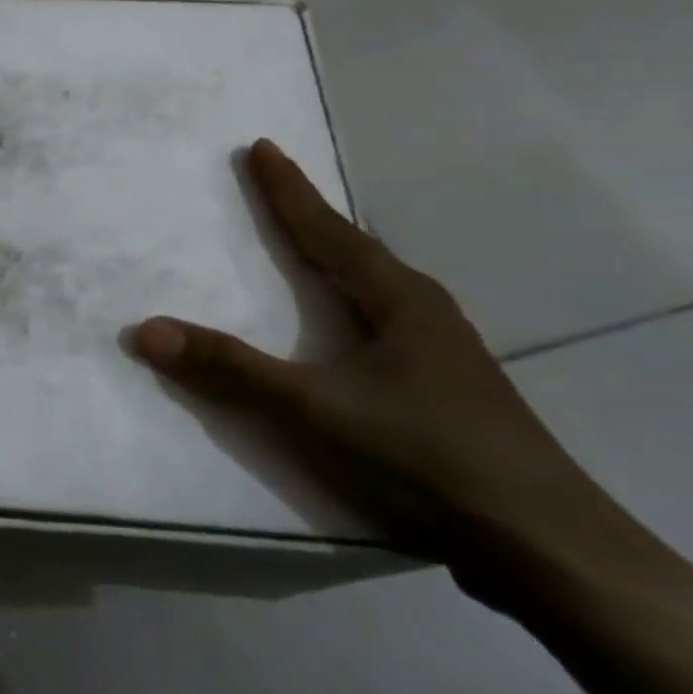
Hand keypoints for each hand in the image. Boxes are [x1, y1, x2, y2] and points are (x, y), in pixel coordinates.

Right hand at [127, 140, 624, 594]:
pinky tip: (345, 326)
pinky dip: (348, 302)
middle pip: (354, 249)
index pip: (327, 230)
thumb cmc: (424, 457)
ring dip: (335, 259)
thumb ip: (229, 369)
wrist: (546, 547)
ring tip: (305, 247)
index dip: (288, 189)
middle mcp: (424, 312)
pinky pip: (382, 322)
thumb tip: (146, 330)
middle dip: (310, 217)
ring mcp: (443, 353)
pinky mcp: (447, 390)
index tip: (260, 146)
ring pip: (375, 287)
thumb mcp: (313, 409)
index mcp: (398, 299)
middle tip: (273, 188)